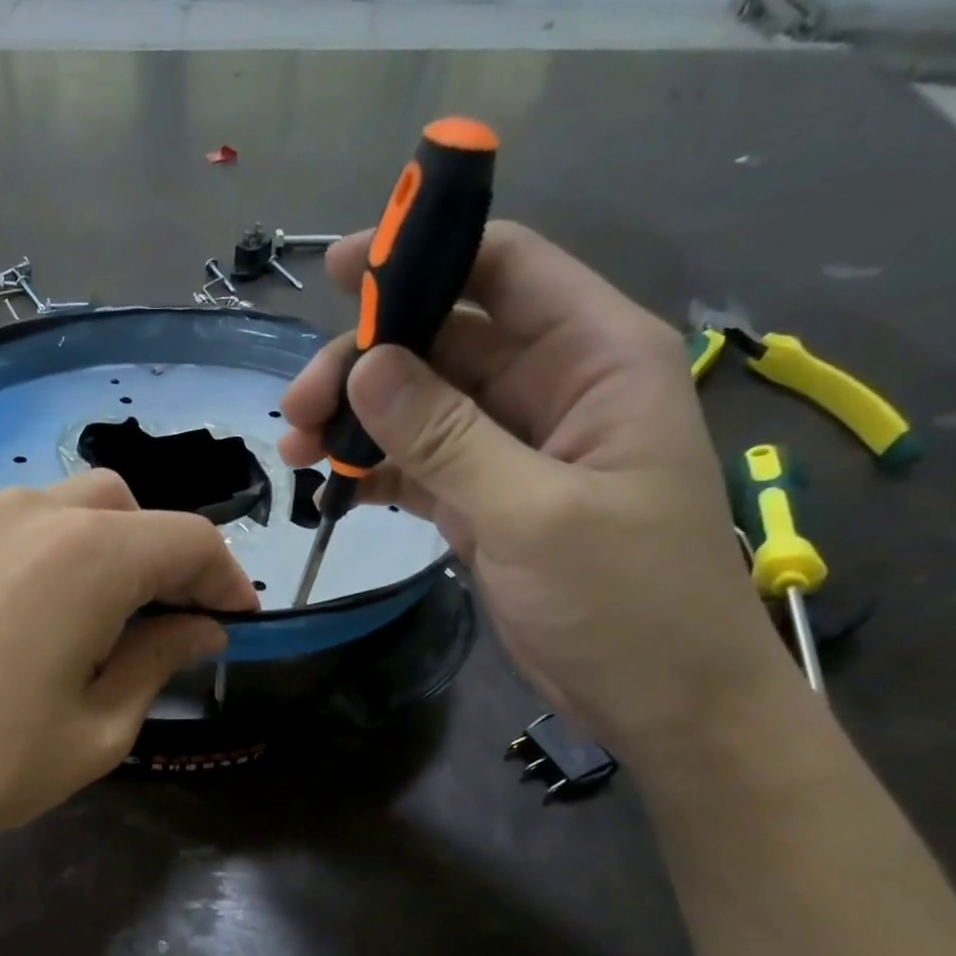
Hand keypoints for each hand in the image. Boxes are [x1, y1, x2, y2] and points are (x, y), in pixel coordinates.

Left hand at [0, 471, 257, 898]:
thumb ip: (160, 659)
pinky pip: (27, 531)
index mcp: (91, 554)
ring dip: (115, 551)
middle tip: (177, 622)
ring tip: (115, 621)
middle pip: (132, 511)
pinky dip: (63, 556)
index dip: (227, 579)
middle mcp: (37, 516)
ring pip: (77, 511)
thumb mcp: (100, 727)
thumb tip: (203, 626)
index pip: (189, 540)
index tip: (240, 622)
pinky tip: (52, 617)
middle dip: (169, 558)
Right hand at [280, 221, 796, 762]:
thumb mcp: (534, 513)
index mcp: (594, 359)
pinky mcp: (484, 499)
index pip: (504, 269)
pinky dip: (373, 468)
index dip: (422, 254)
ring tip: (296, 449)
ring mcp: (512, 448)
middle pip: (442, 341)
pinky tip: (330, 482)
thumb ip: (448, 438)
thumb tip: (365, 367)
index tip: (338, 272)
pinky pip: (417, 464)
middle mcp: (551, 389)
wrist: (659, 701)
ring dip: (356, 420)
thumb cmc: (626, 602)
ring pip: (419, 406)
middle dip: (364, 364)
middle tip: (297, 409)